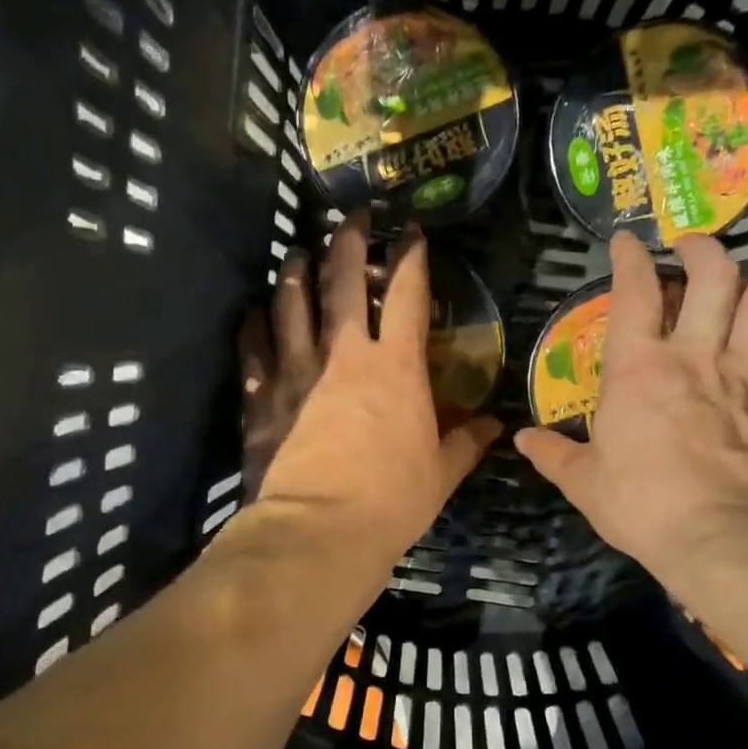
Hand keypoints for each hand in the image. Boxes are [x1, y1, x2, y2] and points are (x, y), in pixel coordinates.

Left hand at [247, 213, 501, 564]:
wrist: (318, 531)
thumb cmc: (391, 502)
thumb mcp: (440, 474)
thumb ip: (466, 443)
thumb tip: (494, 426)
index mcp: (397, 368)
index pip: (409, 295)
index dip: (413, 258)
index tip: (413, 232)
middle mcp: (346, 355)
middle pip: (344, 281)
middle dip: (350, 241)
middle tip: (352, 217)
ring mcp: (299, 372)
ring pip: (293, 304)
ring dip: (295, 273)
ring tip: (296, 253)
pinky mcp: (264, 397)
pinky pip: (254, 349)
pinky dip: (253, 326)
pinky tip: (253, 312)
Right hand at [514, 231, 747, 589]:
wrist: (727, 537)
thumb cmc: (644, 504)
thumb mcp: (584, 483)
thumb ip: (553, 454)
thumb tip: (522, 439)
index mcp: (639, 369)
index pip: (635, 292)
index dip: (630, 258)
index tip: (626, 241)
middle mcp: (696, 355)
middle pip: (715, 275)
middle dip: (704, 249)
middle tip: (691, 247)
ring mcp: (746, 374)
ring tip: (736, 287)